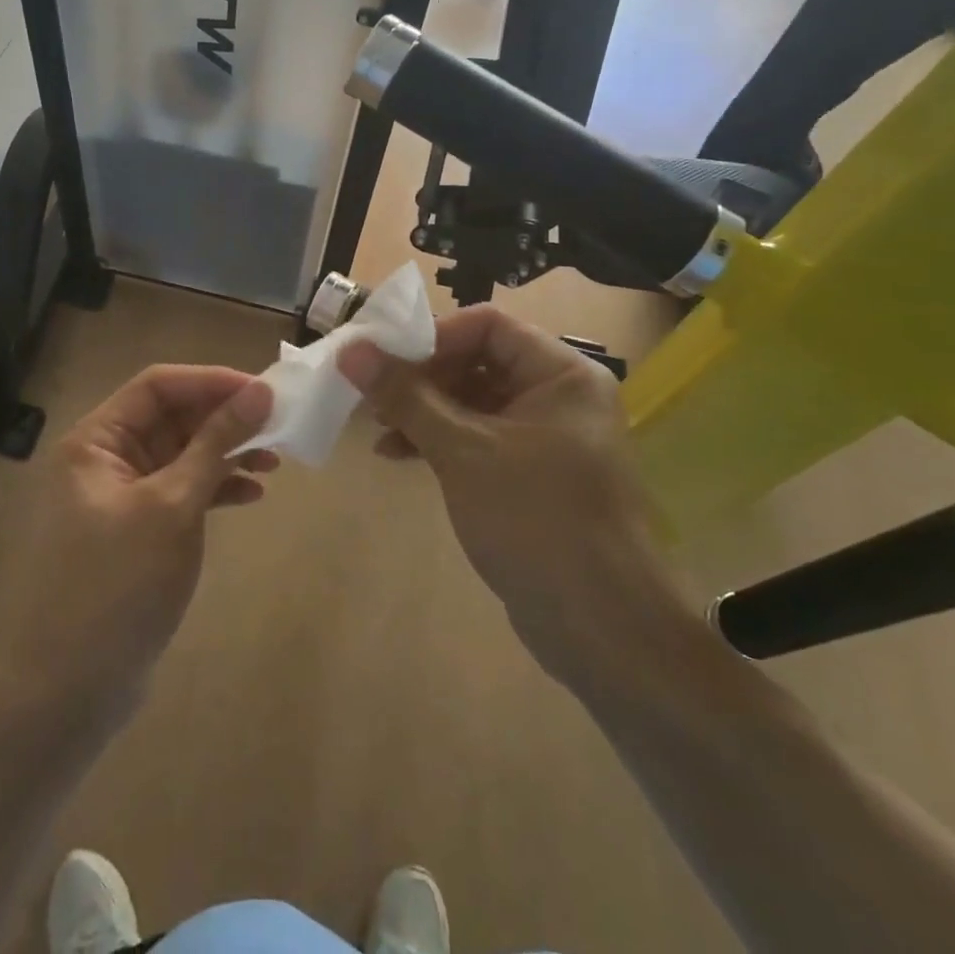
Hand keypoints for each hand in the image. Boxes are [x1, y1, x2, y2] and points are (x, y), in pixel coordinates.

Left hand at [0, 367, 274, 732]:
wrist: (69, 691)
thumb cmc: (118, 586)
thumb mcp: (174, 506)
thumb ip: (215, 444)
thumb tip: (259, 391)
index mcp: (96, 440)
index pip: (158, 386)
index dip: (212, 382)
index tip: (265, 392)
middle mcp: (104, 459)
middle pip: (171, 417)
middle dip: (224, 419)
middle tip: (278, 426)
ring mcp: (120, 496)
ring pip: (180, 454)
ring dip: (225, 453)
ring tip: (273, 462)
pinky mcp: (137, 530)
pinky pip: (180, 490)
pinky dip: (214, 488)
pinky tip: (250, 495)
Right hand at [339, 309, 691, 688]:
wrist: (602, 629)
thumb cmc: (535, 520)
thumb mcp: (463, 450)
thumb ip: (406, 396)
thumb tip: (352, 351)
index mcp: (561, 374)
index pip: (488, 326)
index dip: (433, 336)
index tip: (384, 359)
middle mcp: (559, 396)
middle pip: (478, 361)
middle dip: (422, 377)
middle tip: (373, 395)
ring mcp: (547, 438)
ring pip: (474, 402)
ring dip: (424, 410)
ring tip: (378, 427)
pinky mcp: (532, 476)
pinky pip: (480, 439)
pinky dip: (440, 441)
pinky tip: (399, 455)